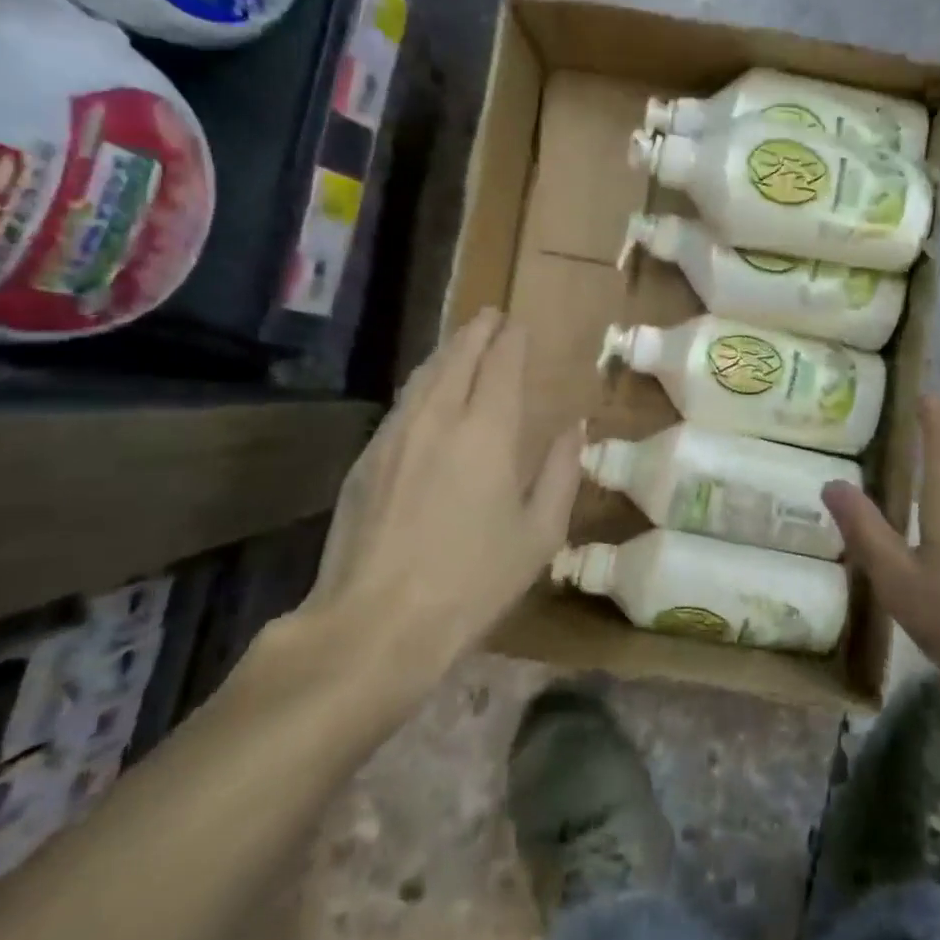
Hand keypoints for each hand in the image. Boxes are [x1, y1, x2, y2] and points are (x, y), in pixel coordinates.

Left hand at [272, 310, 583, 743]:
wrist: (376, 622)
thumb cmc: (473, 581)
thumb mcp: (539, 534)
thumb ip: (560, 472)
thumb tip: (574, 428)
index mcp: (487, 431)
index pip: (500, 364)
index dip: (512, 340)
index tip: (520, 325)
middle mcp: (437, 418)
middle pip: (456, 356)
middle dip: (476, 331)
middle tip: (491, 316)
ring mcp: (394, 436)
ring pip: (422, 376)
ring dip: (446, 353)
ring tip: (461, 344)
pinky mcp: (366, 460)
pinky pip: (400, 405)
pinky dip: (421, 385)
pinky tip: (425, 397)